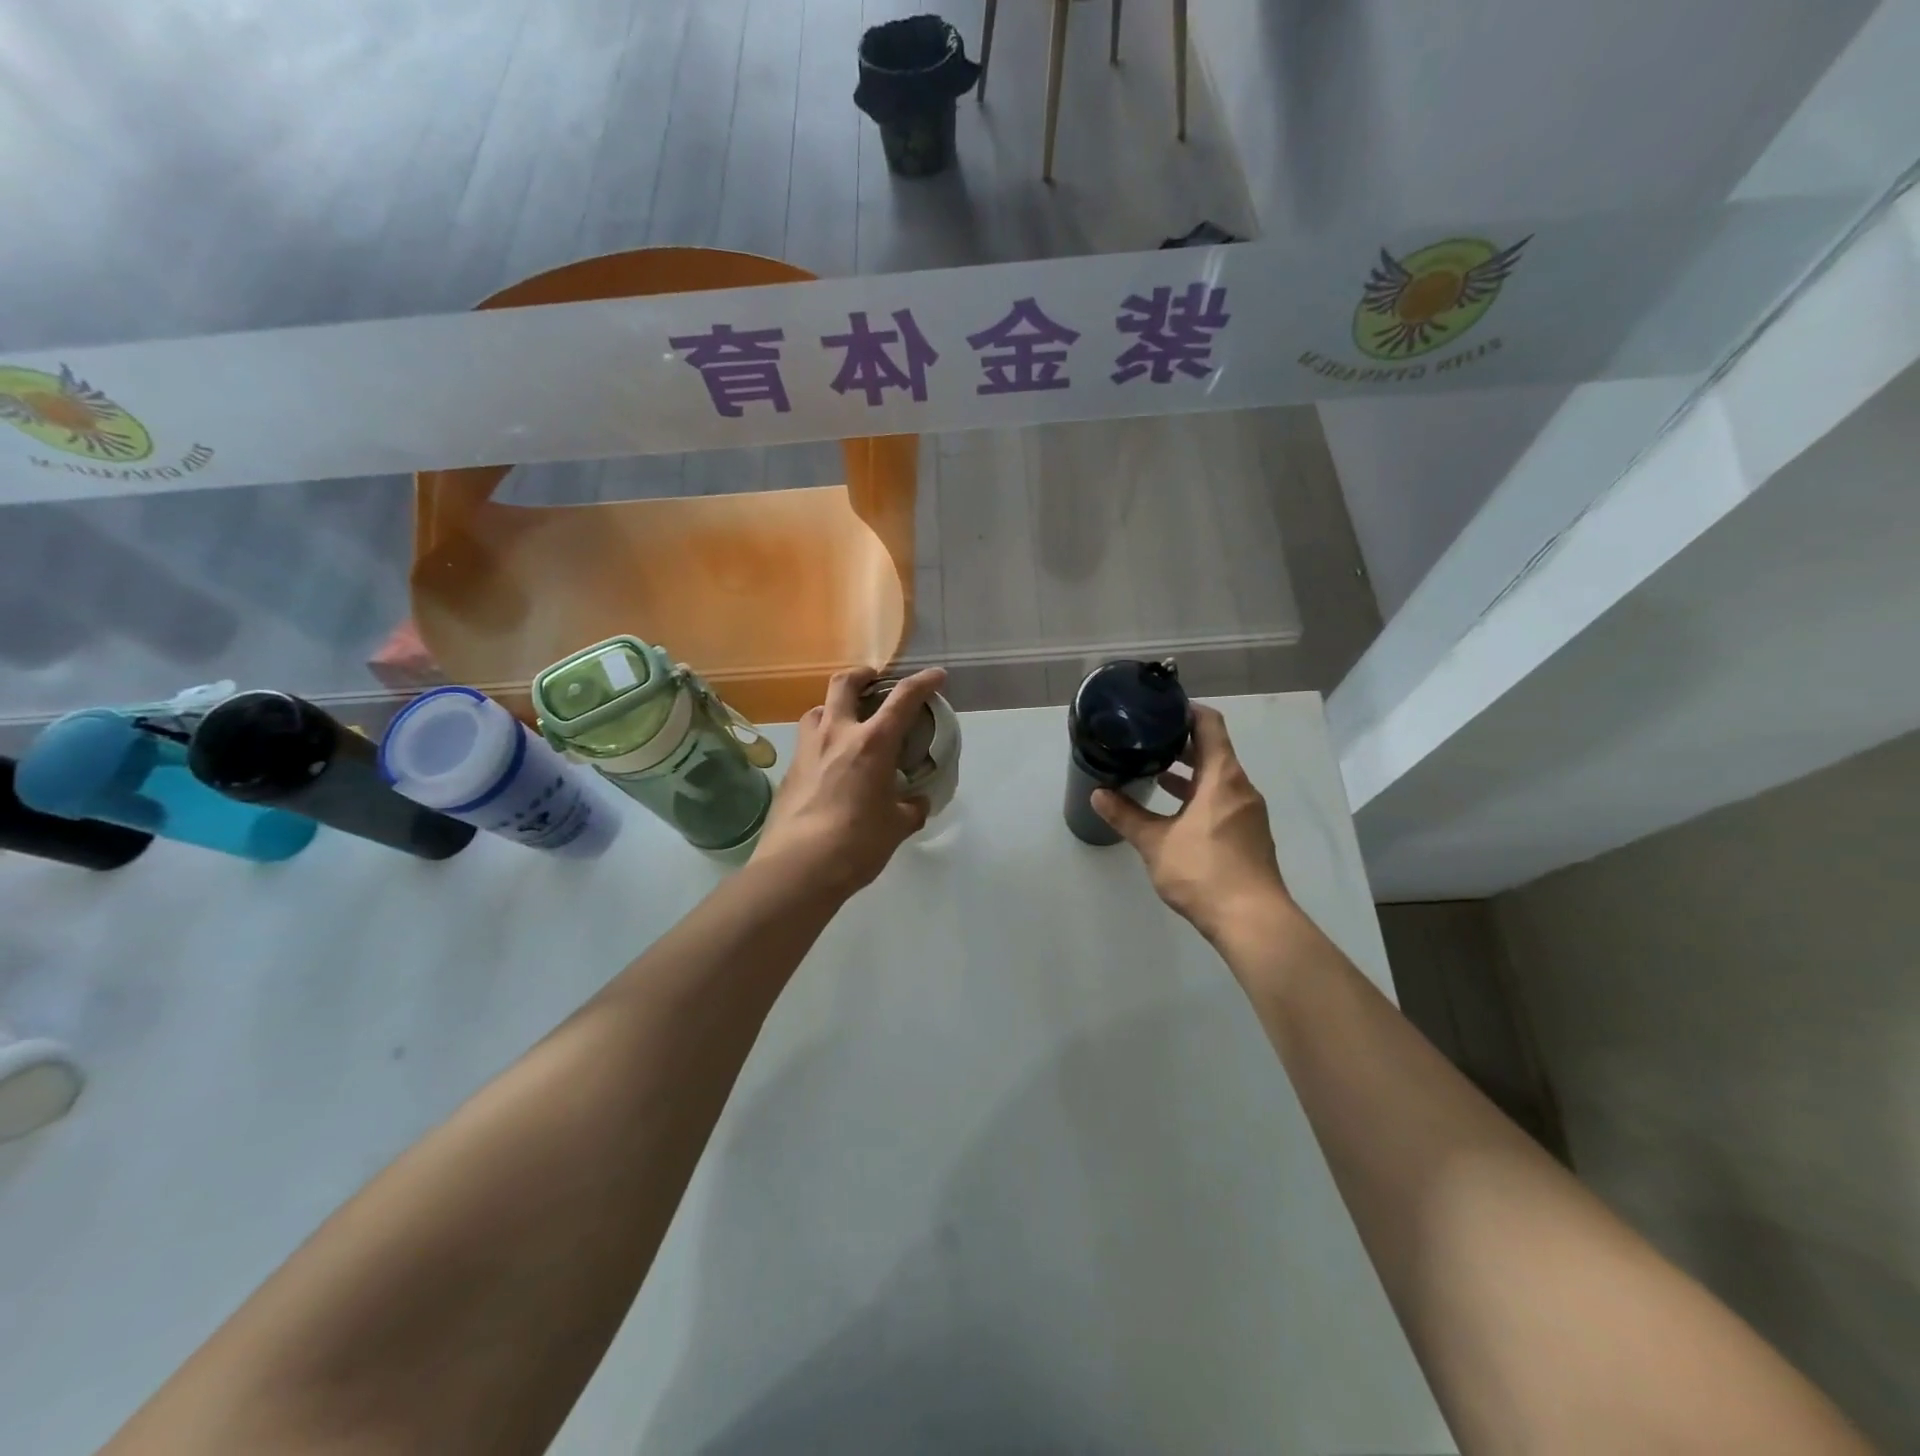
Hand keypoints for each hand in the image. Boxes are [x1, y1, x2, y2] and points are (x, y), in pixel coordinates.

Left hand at [753, 667, 947, 898]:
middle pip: (844, 684)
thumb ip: (910, 808)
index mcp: (872, 743)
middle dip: (862, 675)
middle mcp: (836, 735)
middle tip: (873, 681)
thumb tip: (915, 803)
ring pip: (817, 709)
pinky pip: (806, 742)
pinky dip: (821, 741)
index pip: (903, 698)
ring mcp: (807, 750)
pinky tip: (829, 765)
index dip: (923, 682)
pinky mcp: (788, 771)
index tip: (937, 676)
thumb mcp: (897, 826)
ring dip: (834, 707)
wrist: (798, 868)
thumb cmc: (857, 843)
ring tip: (846, 722)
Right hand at [1093, 705, 1291, 946]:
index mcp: (1223, 778)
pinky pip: (1222, 801)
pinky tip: (1174, 812)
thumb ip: (1126, 815)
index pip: (1210, 726)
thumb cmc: (1204, 872)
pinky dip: (1199, 796)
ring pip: (1218, 779)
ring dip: (1190, 773)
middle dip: (1182, 744)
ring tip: (1155, 771)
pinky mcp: (1248, 836)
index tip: (1161, 709)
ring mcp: (1248, 813)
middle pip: (1215, 751)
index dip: (1188, 711)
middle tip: (1148, 739)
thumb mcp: (1155, 842)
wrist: (1251, 921)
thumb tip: (1098, 794)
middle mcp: (1241, 788)